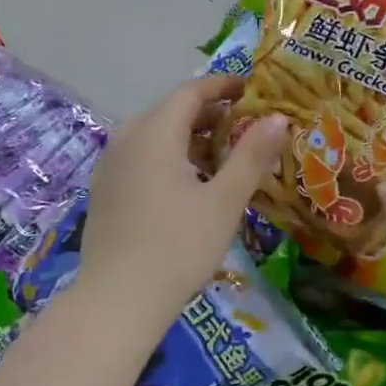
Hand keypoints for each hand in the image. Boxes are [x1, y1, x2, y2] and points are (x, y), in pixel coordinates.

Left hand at [79, 75, 286, 330]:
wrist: (118, 300)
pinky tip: (191, 186)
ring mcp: (111, 166)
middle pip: (172, 112)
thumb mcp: (225, 200)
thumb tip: (279, 118)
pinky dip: (171, 158)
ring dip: (191, 138)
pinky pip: (142, 159)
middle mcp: (127, 139)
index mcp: (154, 132)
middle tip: (246, 126)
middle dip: (210, 114)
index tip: (251, 89)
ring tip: (225, 158)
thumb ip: (252, 155)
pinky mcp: (105, 192)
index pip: (191, 92)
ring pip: (156, 137)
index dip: (223, 85)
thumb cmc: (179, 246)